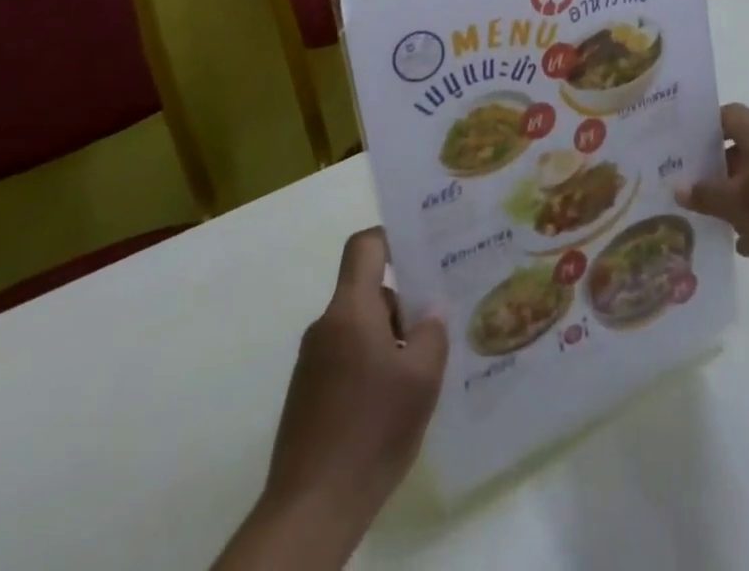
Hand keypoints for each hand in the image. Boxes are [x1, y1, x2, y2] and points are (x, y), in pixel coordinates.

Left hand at [265, 228, 447, 522]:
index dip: (393, 238)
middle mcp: (326, 327)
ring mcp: (313, 364)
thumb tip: (431, 314)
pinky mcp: (309, 397)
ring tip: (423, 370)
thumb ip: (433, 332)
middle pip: (369, 292)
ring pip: (361, 329)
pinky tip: (395, 402)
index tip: (423, 251)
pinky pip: (348, 359)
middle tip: (439, 324)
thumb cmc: (372, 429)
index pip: (365, 246)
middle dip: (405, 304)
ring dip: (391, 340)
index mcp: (351, 310)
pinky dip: (373, 367)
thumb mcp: (423, 376)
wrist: (311, 511)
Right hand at [678, 104, 748, 295]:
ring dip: (730, 195)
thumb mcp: (735, 204)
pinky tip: (736, 240)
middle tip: (684, 180)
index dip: (705, 126)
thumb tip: (678, 188)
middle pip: (738, 148)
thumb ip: (704, 194)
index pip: (730, 115)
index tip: (682, 143)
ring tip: (702, 212)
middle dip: (712, 166)